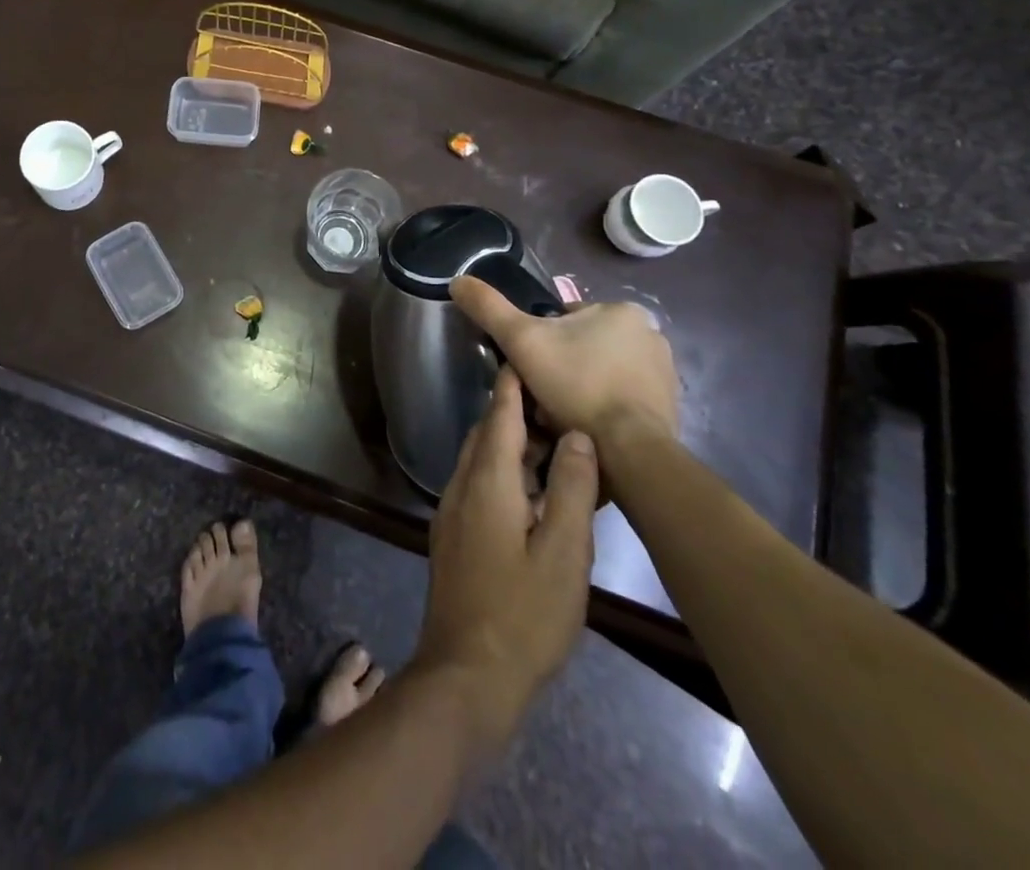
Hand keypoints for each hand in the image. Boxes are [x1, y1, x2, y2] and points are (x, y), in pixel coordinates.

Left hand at [413, 368, 598, 752]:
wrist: (468, 671)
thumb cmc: (524, 613)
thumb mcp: (564, 552)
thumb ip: (570, 488)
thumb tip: (577, 435)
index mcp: (486, 481)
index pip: (499, 417)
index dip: (512, 387)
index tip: (524, 357)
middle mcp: (461, 486)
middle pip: (487, 435)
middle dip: (515, 415)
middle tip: (554, 406)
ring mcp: (452, 512)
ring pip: (480, 461)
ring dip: (510, 447)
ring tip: (551, 446)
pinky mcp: (453, 536)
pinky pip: (477, 486)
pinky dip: (503, 474)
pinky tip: (530, 493)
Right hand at [450, 279, 680, 449]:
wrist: (629, 450)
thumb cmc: (576, 386)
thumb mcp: (521, 340)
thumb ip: (489, 308)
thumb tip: (457, 280)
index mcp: (622, 311)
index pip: (565, 319)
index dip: (540, 342)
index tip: (531, 367)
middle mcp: (651, 334)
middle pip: (584, 345)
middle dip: (563, 366)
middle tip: (543, 394)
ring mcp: (664, 373)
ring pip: (602, 372)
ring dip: (582, 388)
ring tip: (563, 415)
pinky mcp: (670, 407)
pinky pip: (623, 398)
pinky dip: (604, 408)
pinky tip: (587, 426)